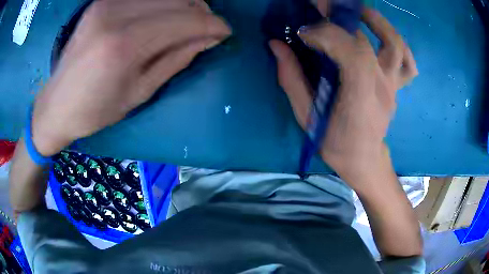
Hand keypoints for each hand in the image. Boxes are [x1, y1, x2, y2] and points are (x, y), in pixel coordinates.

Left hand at [32, 0, 230, 155]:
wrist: (57, 103)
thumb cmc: (95, 110)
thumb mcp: (139, 93)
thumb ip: (176, 60)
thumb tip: (208, 39)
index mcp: (125, 45)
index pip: (186, 20)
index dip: (213, 25)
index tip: (225, 33)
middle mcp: (116, 14)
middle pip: (179, 0)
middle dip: (202, 13)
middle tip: (207, 29)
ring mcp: (107, 3)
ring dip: (185, 5)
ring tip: (188, 22)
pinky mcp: (102, 1)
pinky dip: (163, 2)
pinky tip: (164, 16)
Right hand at [270, 9, 417, 190]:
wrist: (364, 160)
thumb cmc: (334, 142)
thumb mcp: (306, 116)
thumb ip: (291, 79)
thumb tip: (276, 45)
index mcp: (358, 99)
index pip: (350, 53)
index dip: (325, 34)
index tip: (304, 32)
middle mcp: (381, 87)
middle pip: (366, 41)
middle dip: (340, 17)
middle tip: (321, 6)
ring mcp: (393, 85)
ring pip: (396, 45)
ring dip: (377, 21)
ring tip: (357, 11)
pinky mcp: (398, 86)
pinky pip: (408, 62)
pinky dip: (399, 44)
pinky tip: (383, 37)